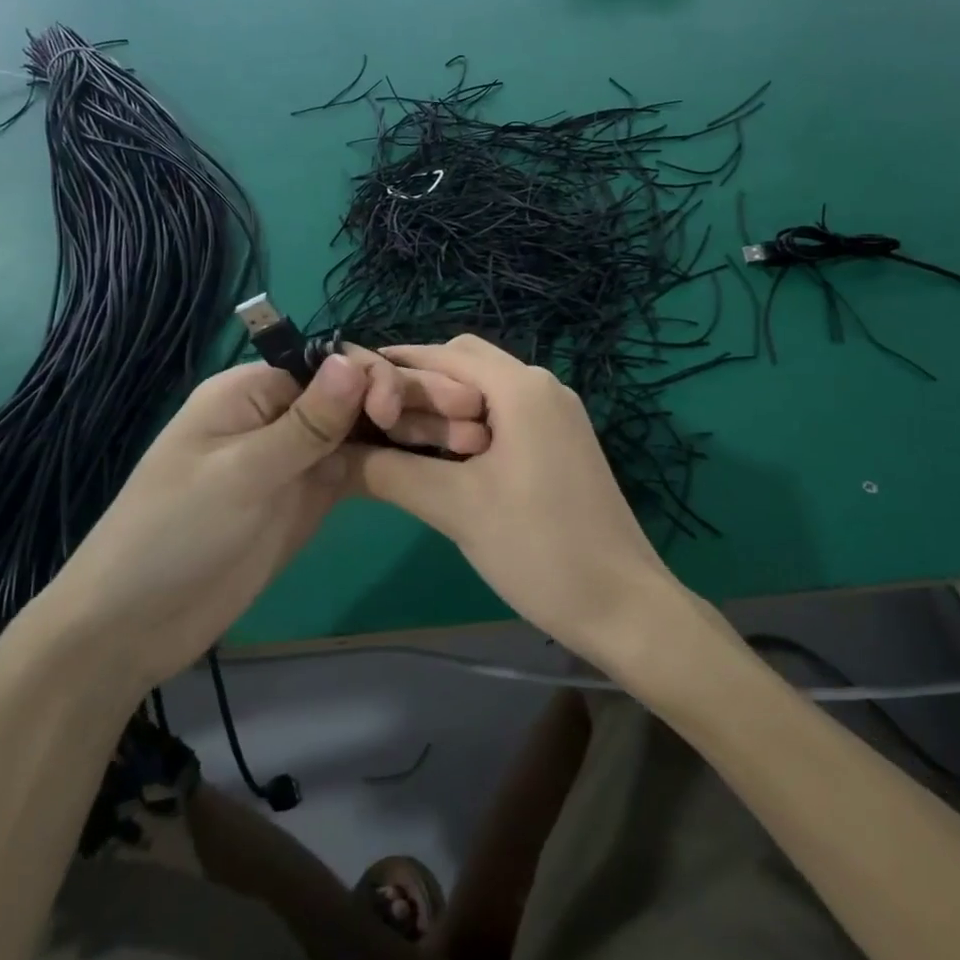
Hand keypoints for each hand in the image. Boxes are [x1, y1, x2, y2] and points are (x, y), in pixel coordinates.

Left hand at [44, 348, 488, 683]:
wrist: (132, 627)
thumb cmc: (173, 536)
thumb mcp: (241, 474)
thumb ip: (305, 422)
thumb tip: (354, 360)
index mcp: (252, 391)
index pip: (325, 364)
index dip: (370, 376)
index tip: (397, 409)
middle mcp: (280, 415)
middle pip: (353, 395)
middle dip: (408, 400)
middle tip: (469, 416)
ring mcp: (297, 458)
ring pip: (364, 431)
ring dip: (412, 432)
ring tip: (469, 440)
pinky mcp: (310, 497)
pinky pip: (360, 469)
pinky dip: (395, 464)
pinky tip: (438, 464)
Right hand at [350, 336, 679, 666]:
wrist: (623, 605)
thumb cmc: (538, 548)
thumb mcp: (455, 508)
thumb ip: (390, 472)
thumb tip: (336, 453)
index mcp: (521, 388)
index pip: (445, 354)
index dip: (397, 365)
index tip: (352, 387)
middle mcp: (543, 387)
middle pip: (467, 366)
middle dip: (421, 388)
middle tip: (381, 425)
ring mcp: (558, 415)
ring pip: (487, 393)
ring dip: (446, 410)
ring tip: (407, 447)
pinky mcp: (564, 443)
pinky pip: (508, 417)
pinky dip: (472, 428)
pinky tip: (449, 462)